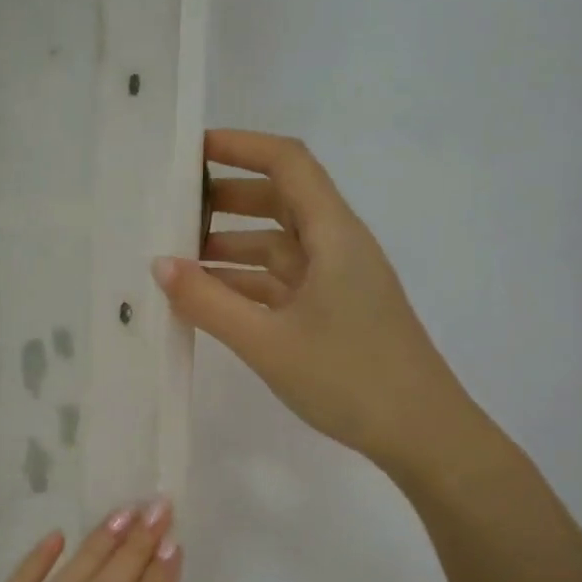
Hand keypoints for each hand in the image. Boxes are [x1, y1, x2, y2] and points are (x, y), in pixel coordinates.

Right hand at [153, 129, 482, 478]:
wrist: (422, 434)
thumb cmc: (349, 378)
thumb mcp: (267, 341)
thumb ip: (208, 301)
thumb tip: (159, 265)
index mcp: (333, 234)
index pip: (288, 163)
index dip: (241, 147)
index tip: (191, 152)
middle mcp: (338, 246)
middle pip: (281, 201)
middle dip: (227, 198)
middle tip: (173, 209)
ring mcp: (338, 281)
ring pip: (279, 246)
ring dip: (232, 246)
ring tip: (178, 259)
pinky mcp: (334, 312)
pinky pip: (283, 282)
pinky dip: (246, 283)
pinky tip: (209, 299)